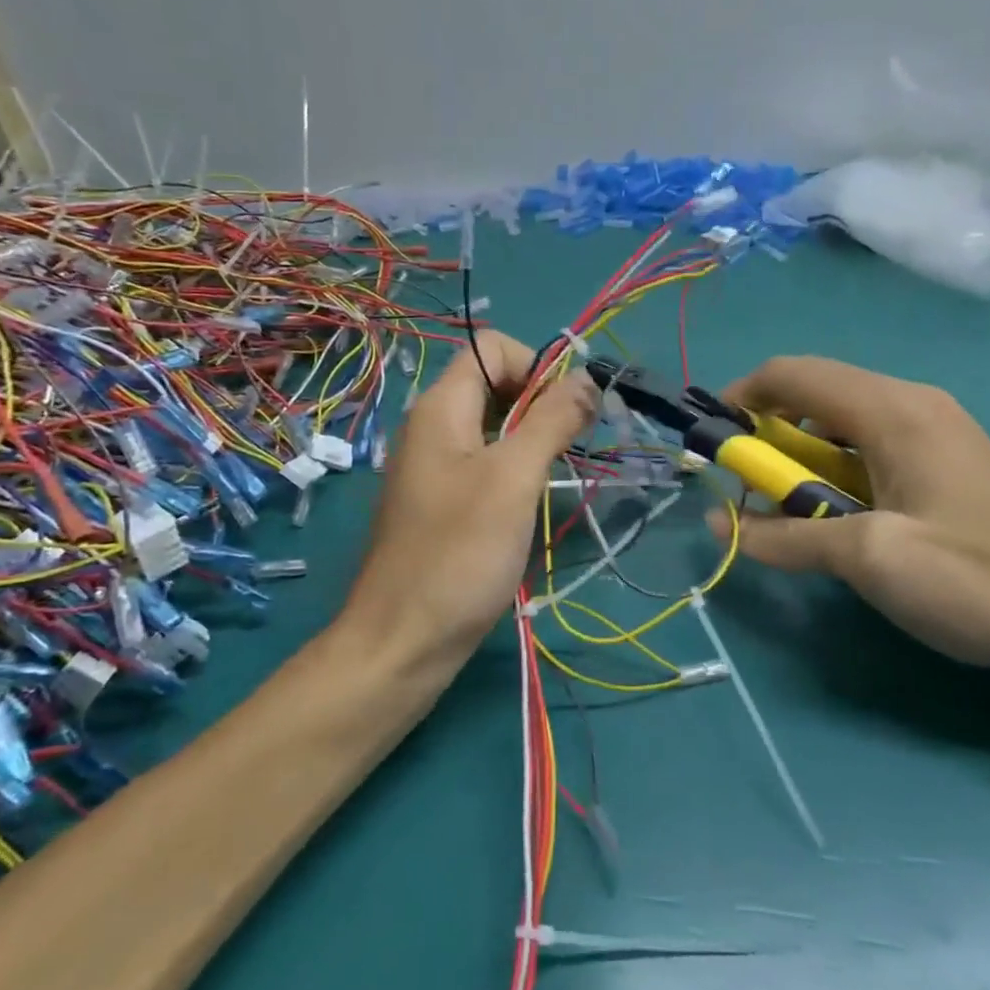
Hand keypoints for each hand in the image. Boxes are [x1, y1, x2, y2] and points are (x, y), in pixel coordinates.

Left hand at [342, 331, 598, 664]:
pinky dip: (513, 470)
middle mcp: (431, 427)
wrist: (403, 641)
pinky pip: (482, 464)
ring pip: (492, 427)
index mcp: (440, 407)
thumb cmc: (460, 553)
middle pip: (494, 384)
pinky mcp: (439, 503)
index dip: (536, 366)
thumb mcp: (514, 479)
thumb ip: (551, 421)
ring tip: (554, 477)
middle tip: (570, 447)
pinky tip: (527, 505)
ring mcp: (433, 467)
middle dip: (540, 403)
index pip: (493, 347)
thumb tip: (587, 377)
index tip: (566, 412)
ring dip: (531, 439)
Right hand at [705, 356, 989, 668]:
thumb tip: (719, 523)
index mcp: (893, 410)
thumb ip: (786, 536)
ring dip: (801, 458)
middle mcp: (912, 404)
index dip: (742, 398)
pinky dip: (834, 470)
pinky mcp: (945, 460)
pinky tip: (837, 516)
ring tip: (788, 509)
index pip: (793, 374)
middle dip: (769, 435)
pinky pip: (870, 446)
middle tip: (749, 489)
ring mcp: (934, 430)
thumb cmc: (974, 579)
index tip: (713, 444)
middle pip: (816, 394)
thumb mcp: (869, 559)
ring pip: (842, 423)